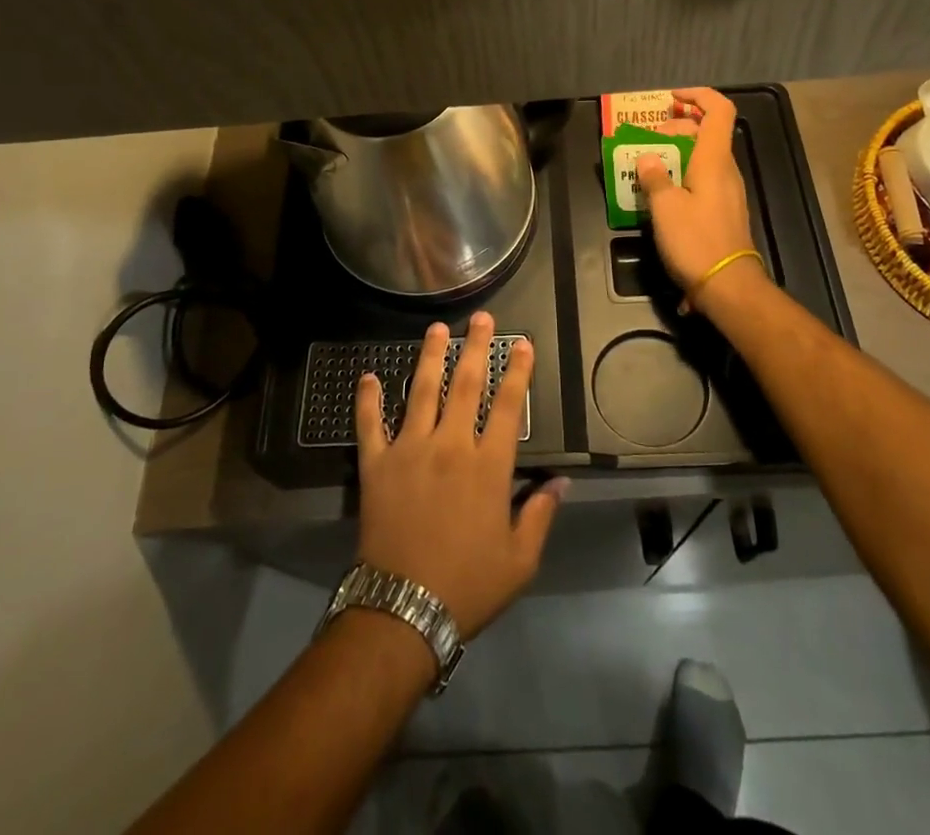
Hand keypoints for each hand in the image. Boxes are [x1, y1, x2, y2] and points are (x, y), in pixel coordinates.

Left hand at [353, 312, 566, 636]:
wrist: (403, 610)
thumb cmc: (468, 585)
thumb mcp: (519, 560)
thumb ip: (540, 515)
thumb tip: (562, 482)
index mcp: (487, 467)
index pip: (507, 407)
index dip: (517, 372)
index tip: (522, 343)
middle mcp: (449, 446)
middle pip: (466, 385)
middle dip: (476, 347)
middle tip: (480, 318)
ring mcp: (409, 450)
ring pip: (421, 391)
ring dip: (430, 357)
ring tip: (437, 329)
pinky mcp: (376, 464)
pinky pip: (370, 424)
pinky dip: (367, 399)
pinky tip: (368, 375)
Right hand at [635, 87, 764, 311]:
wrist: (728, 286)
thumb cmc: (696, 241)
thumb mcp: (665, 207)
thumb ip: (654, 177)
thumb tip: (647, 158)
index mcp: (714, 160)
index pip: (718, 110)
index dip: (697, 96)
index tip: (671, 98)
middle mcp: (725, 170)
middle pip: (705, 133)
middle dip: (676, 128)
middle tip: (647, 141)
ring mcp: (727, 191)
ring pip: (702, 157)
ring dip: (676, 154)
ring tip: (647, 168)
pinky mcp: (723, 211)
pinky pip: (702, 179)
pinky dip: (682, 175)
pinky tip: (661, 196)